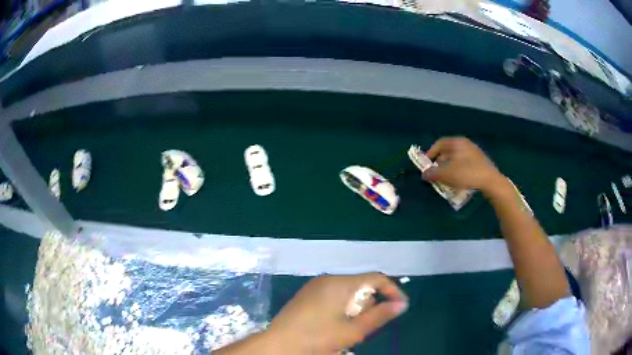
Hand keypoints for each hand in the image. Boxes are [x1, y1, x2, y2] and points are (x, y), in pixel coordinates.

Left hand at [267, 273, 407, 353]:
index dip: (392, 291)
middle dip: (369, 305)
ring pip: (348, 293)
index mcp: (340, 283)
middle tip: (364, 327)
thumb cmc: (317, 338)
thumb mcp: (353, 330)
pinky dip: (342, 308)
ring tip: (348, 330)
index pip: (375, 278)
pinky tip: (334, 325)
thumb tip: (401, 304)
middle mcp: (328, 279)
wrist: (278, 344)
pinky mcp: (307, 295)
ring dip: (355, 309)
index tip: (400, 307)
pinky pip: (334, 296)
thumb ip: (379, 315)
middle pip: (361, 286)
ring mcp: (315, 286)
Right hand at [422, 137, 504, 193]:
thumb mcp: (447, 174)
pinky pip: (465, 163)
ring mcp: (474, 152)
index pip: (439, 143)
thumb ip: (433, 173)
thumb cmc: (467, 173)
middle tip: (435, 173)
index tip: (426, 164)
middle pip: (448, 151)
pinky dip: (458, 170)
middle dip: (440, 162)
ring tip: (446, 179)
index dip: (430, 153)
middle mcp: (465, 144)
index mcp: (457, 142)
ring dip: (449, 167)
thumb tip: (424, 174)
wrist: (491, 181)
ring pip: (456, 158)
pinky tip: (459, 180)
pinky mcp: (480, 162)